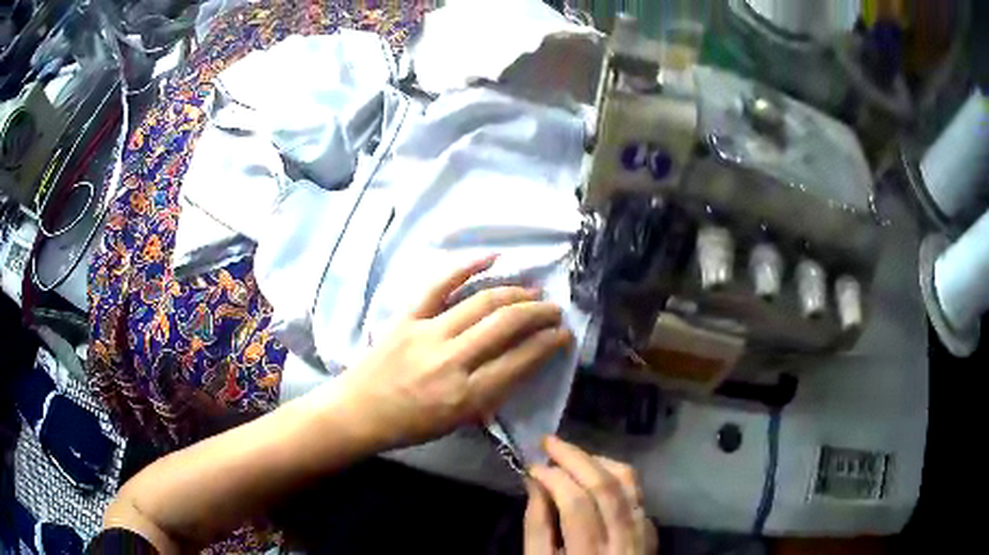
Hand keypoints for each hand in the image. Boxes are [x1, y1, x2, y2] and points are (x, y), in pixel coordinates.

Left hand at [340, 256, 573, 448]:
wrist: (359, 411)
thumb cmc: (411, 425)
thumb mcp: (459, 422)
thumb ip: (492, 395)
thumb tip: (522, 362)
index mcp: (466, 396)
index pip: (520, 360)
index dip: (549, 343)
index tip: (564, 334)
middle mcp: (451, 361)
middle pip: (506, 324)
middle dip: (539, 313)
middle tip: (555, 310)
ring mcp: (427, 333)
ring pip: (482, 301)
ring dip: (515, 293)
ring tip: (534, 292)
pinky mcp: (407, 316)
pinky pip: (439, 284)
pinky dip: (467, 267)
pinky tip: (492, 258)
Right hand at [525, 436, 657, 554]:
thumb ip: (537, 526)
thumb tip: (535, 483)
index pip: (576, 504)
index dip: (553, 477)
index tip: (532, 465)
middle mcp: (623, 541)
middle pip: (606, 487)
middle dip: (575, 457)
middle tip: (549, 442)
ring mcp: (642, 534)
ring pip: (629, 483)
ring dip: (599, 461)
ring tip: (572, 454)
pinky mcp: (650, 531)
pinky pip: (639, 493)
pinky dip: (618, 476)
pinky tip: (598, 473)